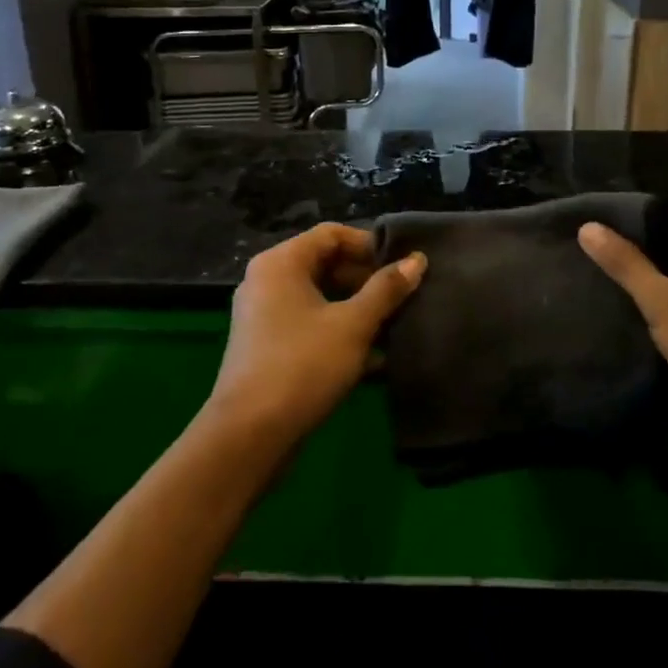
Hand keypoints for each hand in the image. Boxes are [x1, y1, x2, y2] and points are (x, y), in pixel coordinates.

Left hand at [208, 224, 425, 447]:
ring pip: (319, 298)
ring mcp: (263, 315)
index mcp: (281, 262)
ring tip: (394, 326)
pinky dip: (337, 332)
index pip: (331, 234)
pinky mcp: (266, 346)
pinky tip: (373, 358)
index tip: (402, 266)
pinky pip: (308, 324)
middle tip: (402, 298)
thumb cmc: (303, 365)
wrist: (249, 433)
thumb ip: (386, 289)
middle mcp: (266, 280)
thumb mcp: (353, 324)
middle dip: (366, 280)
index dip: (369, 245)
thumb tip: (417, 260)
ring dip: (356, 309)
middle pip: (324, 264)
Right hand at [578, 208, 667, 439]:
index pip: (663, 215)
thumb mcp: (659, 300)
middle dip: (646, 257)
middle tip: (606, 274)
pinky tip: (663, 315)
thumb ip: (623, 262)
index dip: (627, 231)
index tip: (598, 250)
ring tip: (627, 294)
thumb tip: (587, 227)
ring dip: (666, 280)